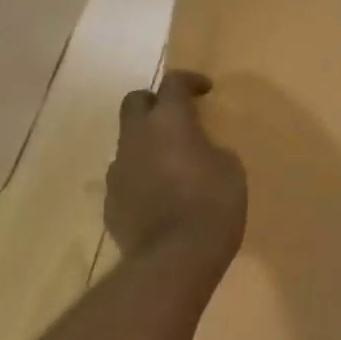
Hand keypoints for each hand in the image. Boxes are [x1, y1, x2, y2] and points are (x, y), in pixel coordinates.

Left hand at [106, 72, 247, 262]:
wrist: (174, 258)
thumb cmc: (213, 204)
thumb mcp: (229, 168)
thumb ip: (210, 149)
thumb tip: (198, 152)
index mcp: (169, 121)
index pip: (173, 83)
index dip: (189, 81)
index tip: (205, 90)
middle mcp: (136, 137)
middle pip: (135, 102)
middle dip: (155, 103)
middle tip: (178, 118)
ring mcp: (119, 170)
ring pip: (128, 142)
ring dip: (147, 144)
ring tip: (171, 164)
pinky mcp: (110, 202)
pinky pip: (126, 177)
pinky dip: (141, 177)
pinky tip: (160, 197)